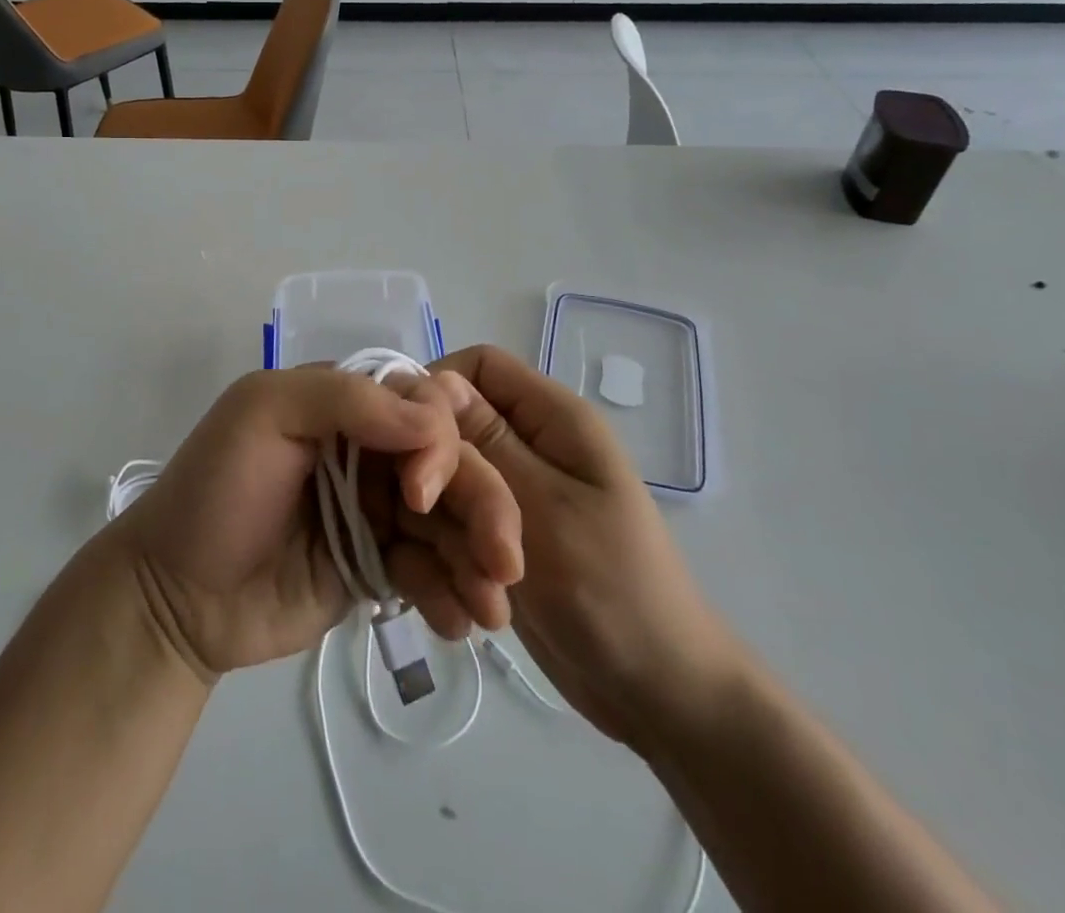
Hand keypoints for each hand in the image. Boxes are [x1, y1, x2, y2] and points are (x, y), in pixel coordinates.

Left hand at [113, 368, 523, 681]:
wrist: (175, 598)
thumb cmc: (216, 491)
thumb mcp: (263, 414)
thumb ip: (346, 400)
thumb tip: (435, 419)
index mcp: (345, 405)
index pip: (420, 405)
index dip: (439, 444)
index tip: (420, 494)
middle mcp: (370, 451)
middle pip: (450, 465)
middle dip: (484, 508)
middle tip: (503, 563)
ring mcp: (376, 511)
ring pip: (449, 521)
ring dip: (480, 558)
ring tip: (491, 610)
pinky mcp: (378, 567)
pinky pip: (430, 571)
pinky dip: (452, 593)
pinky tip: (460, 625)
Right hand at [421, 345, 746, 748]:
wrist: (657, 698)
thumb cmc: (615, 592)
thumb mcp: (548, 510)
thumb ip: (486, 443)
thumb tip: (432, 380)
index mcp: (551, 419)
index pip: (476, 366)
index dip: (433, 392)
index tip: (407, 446)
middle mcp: (524, 447)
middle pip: (447, 434)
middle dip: (440, 491)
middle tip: (448, 539)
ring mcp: (503, 498)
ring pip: (435, 491)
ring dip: (441, 545)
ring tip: (478, 597)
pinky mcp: (486, 542)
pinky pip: (438, 536)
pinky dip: (440, 574)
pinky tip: (463, 613)